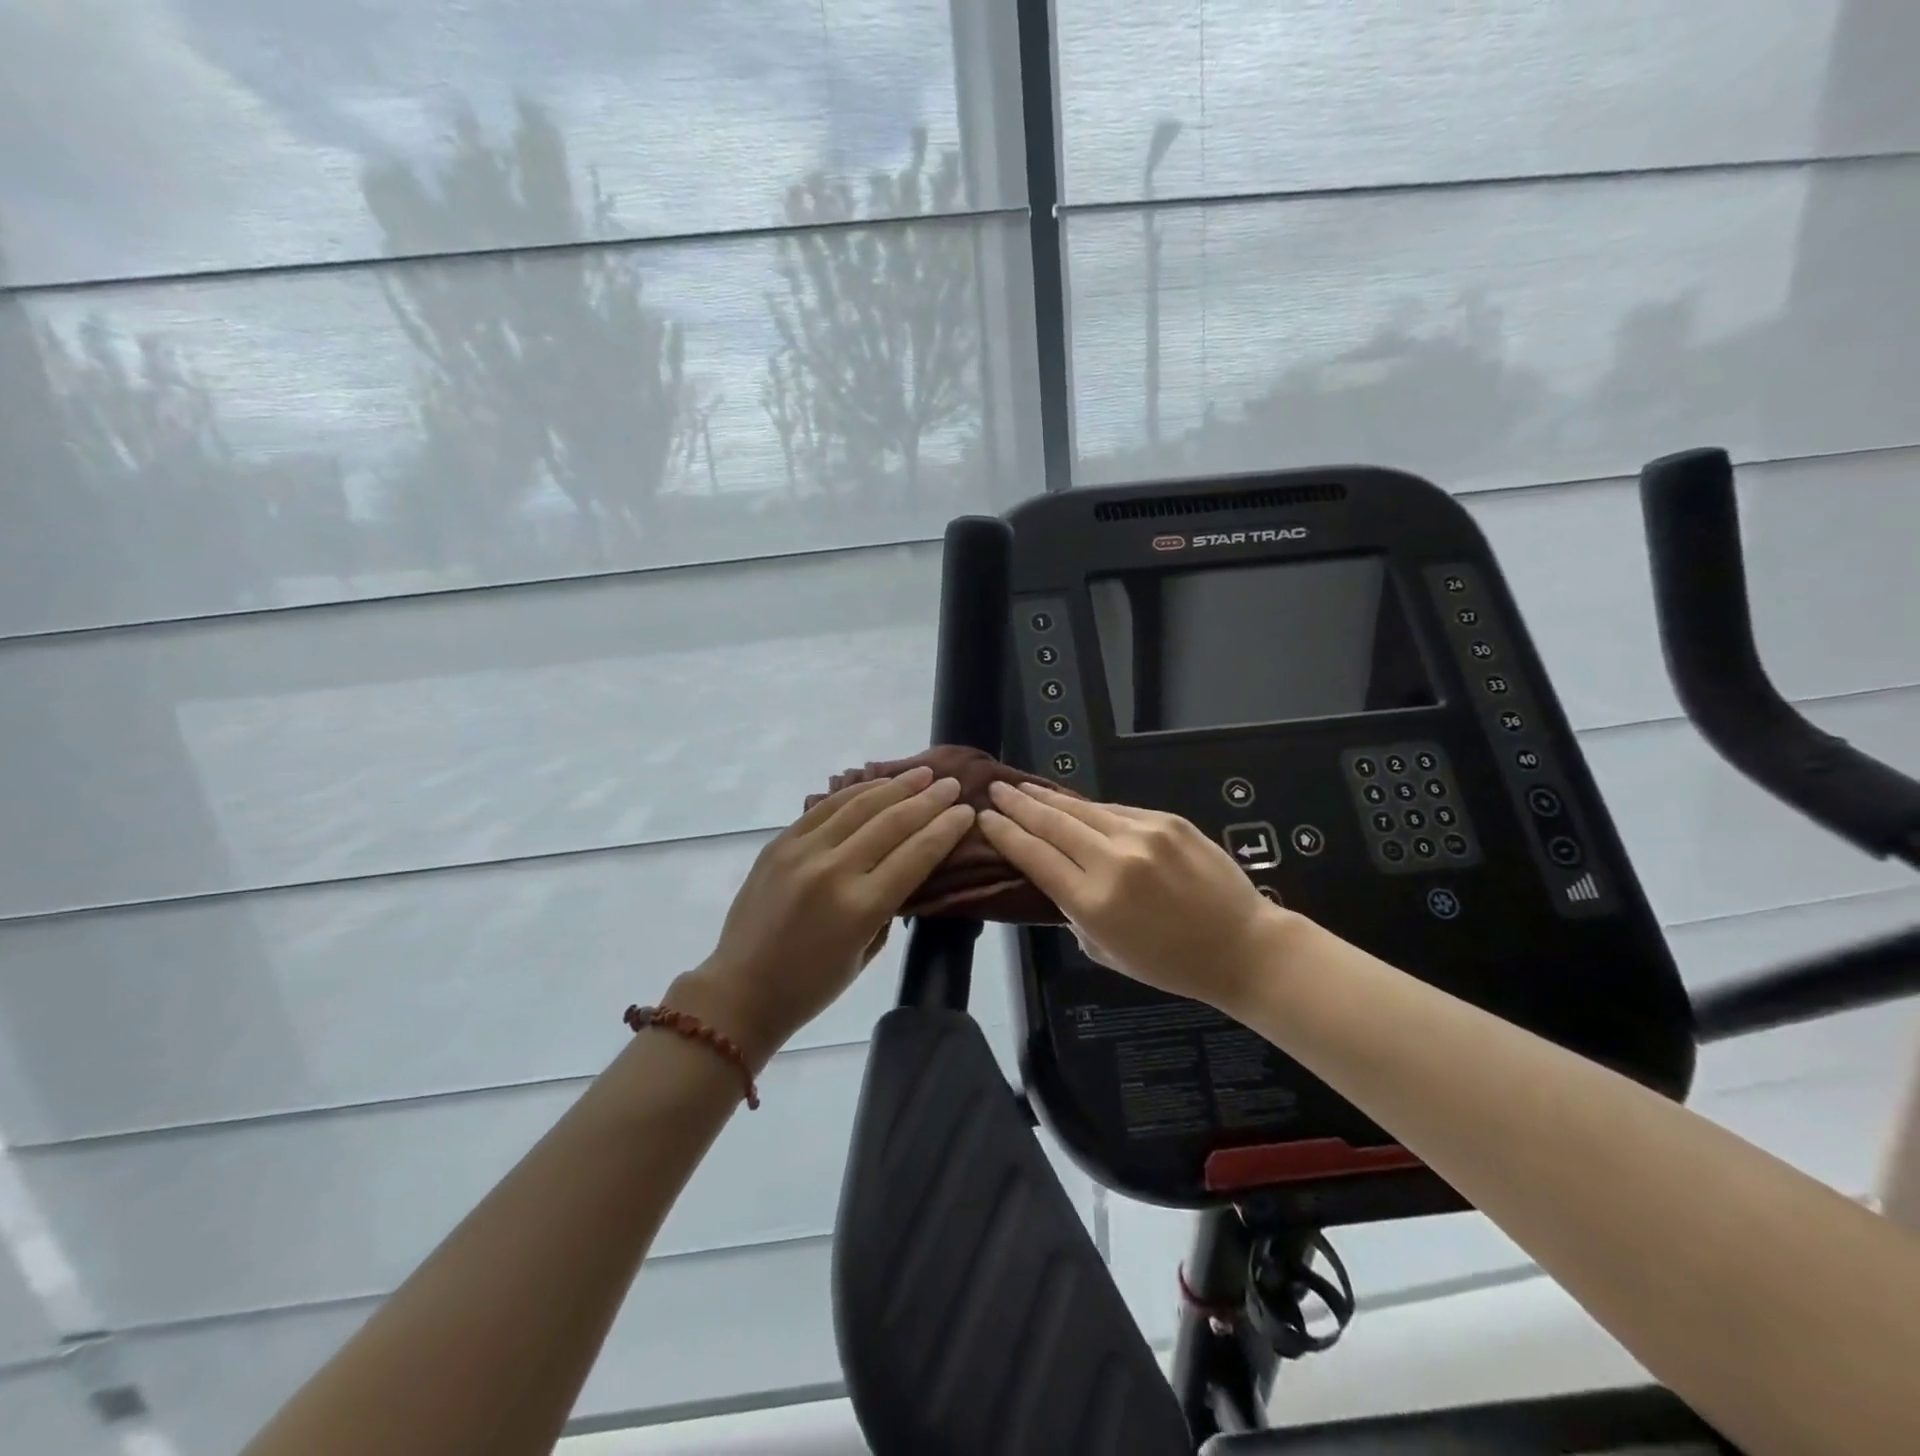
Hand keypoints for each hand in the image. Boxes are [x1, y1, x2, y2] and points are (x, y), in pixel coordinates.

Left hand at [675, 766, 974, 1065]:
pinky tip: (877, 784)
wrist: (740, 991)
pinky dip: (855, 792)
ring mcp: (802, 852)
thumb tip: (907, 865)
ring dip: (895, 786)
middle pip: (892, 822)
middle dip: (928, 800)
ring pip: (859, 805)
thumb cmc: (812, 986)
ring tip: (922, 774)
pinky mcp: (780, 843)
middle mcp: (833, 871)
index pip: (916, 854)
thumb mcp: (867, 952)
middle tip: (952, 784)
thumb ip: (890, 905)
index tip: (967, 810)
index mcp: (860, 907)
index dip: (946, 828)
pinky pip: (824, 808)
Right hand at [978, 781, 1291, 1014]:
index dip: (1005, 834)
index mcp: (1094, 903)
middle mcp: (1114, 862)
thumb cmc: (1172, 963)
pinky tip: (1074, 804)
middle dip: (1018, 804)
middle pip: (1052, 824)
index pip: (1034, 857)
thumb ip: (1074, 914)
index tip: (986, 818)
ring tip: (1025, 787)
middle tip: (996, 789)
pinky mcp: (1168, 821)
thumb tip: (1056, 879)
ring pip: (1082, 809)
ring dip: (1048, 798)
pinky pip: (1117, 810)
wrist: (1243, 946)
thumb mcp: (1107, 952)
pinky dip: (1091, 808)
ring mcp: (1143, 836)